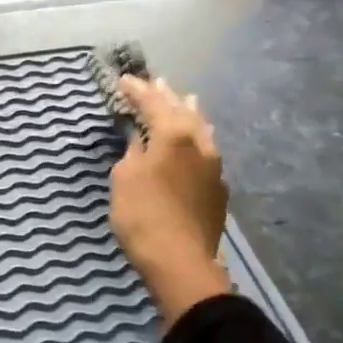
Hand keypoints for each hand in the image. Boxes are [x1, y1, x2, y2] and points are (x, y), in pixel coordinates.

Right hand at [110, 75, 233, 325]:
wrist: (180, 262)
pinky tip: (194, 142)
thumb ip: (134, 152)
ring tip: (186, 100)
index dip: (138, 90)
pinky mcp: (218, 188)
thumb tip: (142, 141)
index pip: (153, 102)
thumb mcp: (125, 177)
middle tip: (157, 82)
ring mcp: (214, 166)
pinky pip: (207, 150)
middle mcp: (199, 143)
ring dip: (189, 113)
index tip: (124, 80)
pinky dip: (196, 138)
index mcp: (173, 134)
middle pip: (182, 111)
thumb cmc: (142, 215)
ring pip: (201, 129)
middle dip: (167, 96)